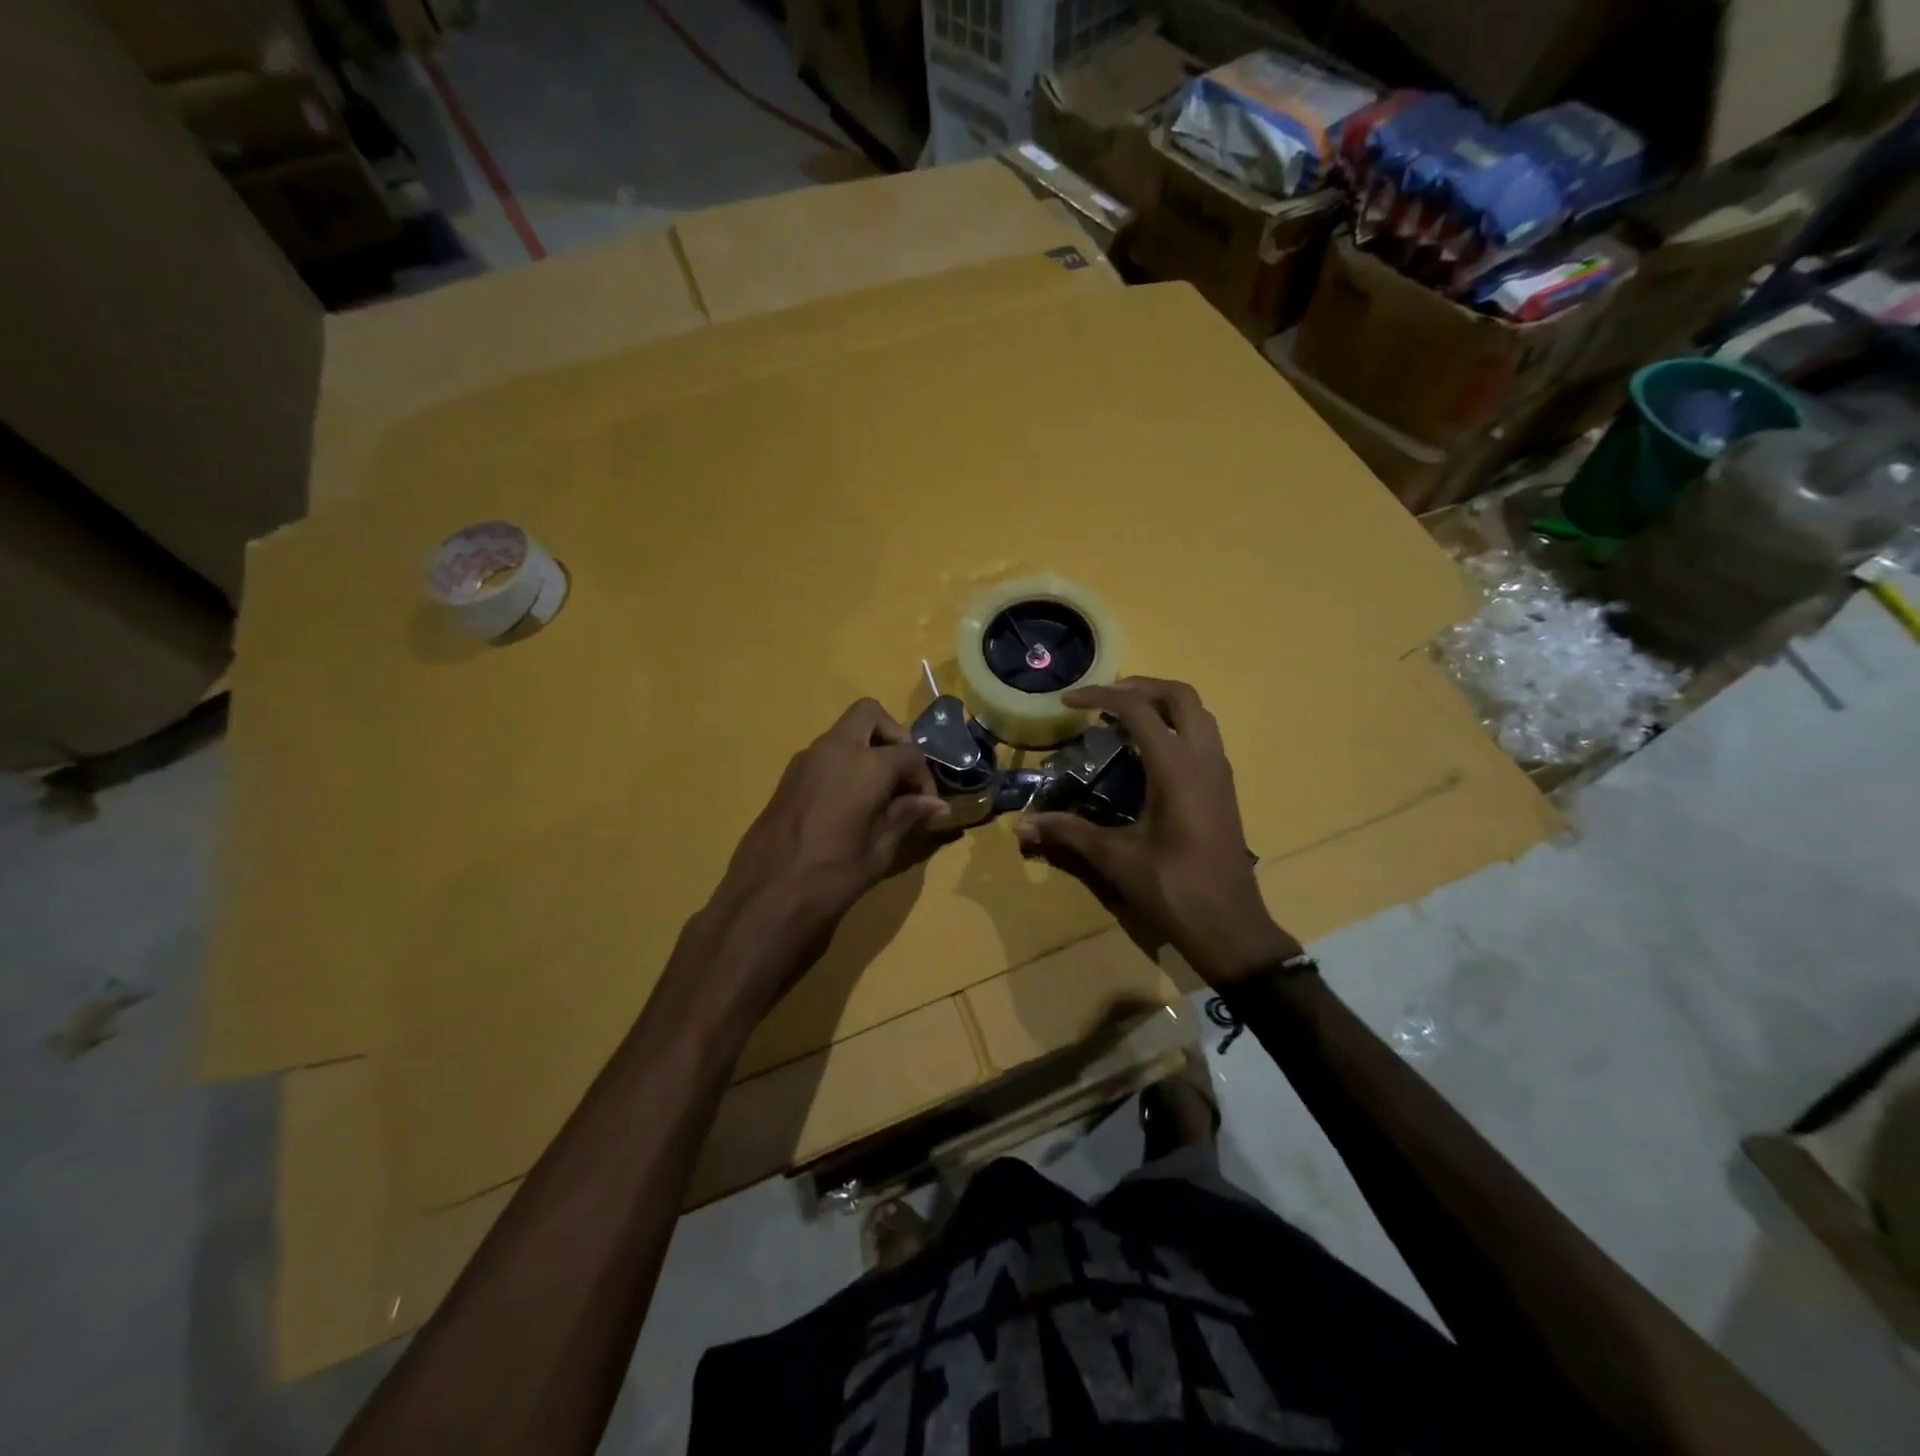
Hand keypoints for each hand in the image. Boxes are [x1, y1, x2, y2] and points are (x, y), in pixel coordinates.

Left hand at [705, 698, 950, 951]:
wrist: (766, 896)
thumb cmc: (832, 875)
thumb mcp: (880, 849)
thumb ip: (908, 816)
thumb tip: (937, 806)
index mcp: (865, 764)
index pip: (909, 752)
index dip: (924, 777)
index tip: (927, 806)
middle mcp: (835, 749)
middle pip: (870, 714)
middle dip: (893, 736)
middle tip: (902, 775)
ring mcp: (806, 759)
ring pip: (844, 732)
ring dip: (867, 749)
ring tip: (879, 793)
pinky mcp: (788, 776)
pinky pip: (825, 754)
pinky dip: (845, 764)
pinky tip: (850, 804)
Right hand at [1014, 678, 1299, 985]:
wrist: (1230, 926)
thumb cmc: (1173, 889)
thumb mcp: (1115, 858)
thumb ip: (1068, 833)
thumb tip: (1021, 825)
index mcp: (1177, 768)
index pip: (1139, 709)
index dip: (1100, 696)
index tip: (1069, 701)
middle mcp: (1205, 759)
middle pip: (1180, 696)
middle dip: (1140, 687)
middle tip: (1102, 699)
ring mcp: (1220, 773)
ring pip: (1198, 714)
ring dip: (1161, 704)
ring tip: (1122, 718)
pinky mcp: (1224, 789)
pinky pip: (1203, 737)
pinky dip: (1175, 726)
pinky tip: (1147, 753)